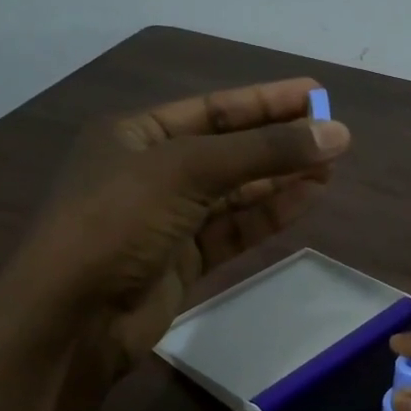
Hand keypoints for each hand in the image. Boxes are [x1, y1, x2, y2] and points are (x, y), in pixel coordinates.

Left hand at [0, 78, 349, 371]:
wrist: (75, 316)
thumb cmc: (118, 221)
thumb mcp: (187, 171)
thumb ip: (263, 152)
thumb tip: (336, 134)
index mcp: (135, 135)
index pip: (212, 109)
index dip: (266, 101)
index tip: (316, 93)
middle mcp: (151, 172)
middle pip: (227, 150)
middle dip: (278, 143)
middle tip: (334, 137)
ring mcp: (167, 220)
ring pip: (234, 193)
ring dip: (279, 179)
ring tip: (330, 168)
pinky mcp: (182, 262)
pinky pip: (233, 230)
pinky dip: (268, 215)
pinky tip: (305, 200)